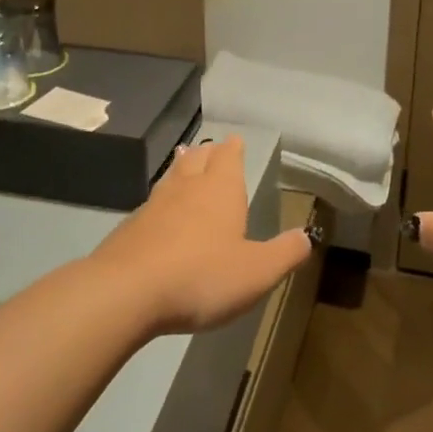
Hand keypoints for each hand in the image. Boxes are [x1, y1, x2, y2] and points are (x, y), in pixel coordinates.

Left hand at [89, 136, 312, 334]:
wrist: (125, 292)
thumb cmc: (201, 276)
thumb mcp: (257, 271)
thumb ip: (284, 253)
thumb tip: (306, 237)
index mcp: (220, 190)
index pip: (228, 157)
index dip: (233, 149)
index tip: (234, 139)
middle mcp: (186, 189)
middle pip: (198, 159)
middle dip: (208, 152)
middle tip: (211, 146)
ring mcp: (154, 206)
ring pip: (172, 177)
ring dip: (181, 168)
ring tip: (185, 159)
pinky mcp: (130, 229)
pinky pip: (151, 205)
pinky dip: (161, 201)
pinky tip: (159, 211)